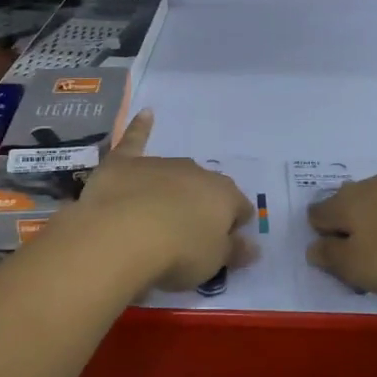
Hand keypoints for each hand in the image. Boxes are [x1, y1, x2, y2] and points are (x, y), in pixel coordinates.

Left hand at [77, 110, 254, 291]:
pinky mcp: (125, 163)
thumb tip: (254, 246)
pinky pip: (136, 140)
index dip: (234, 226)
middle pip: (206, 188)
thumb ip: (234, 252)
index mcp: (224, 195)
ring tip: (161, 214)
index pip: (240, 208)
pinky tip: (146, 114)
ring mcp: (160, 164)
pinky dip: (141, 128)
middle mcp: (196, 172)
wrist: (122, 235)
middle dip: (202, 206)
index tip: (224, 245)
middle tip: (189, 235)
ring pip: (175, 173)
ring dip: (174, 187)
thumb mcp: (213, 263)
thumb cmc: (178, 253)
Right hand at [306, 169, 376, 296]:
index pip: (319, 212)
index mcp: (348, 202)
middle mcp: (375, 182)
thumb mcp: (357, 267)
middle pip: (354, 199)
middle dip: (355, 220)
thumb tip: (313, 247)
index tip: (335, 253)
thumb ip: (331, 257)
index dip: (321, 232)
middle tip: (369, 248)